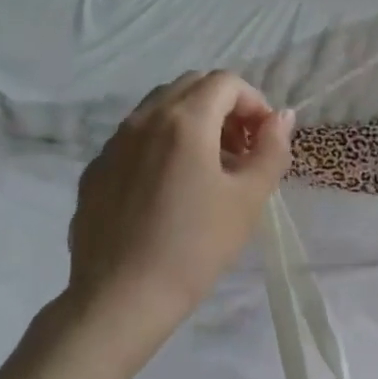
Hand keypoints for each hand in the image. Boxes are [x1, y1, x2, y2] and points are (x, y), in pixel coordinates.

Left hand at [62, 71, 293, 346]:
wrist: (122, 296)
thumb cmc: (196, 246)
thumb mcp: (248, 199)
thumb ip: (271, 149)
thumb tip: (282, 117)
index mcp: (184, 121)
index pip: (225, 82)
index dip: (254, 103)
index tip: (264, 140)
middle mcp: (143, 119)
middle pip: (190, 87)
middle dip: (224, 108)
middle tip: (242, 151)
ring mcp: (112, 144)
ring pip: (159, 110)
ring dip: (193, 124)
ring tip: (209, 171)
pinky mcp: (95, 171)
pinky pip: (135, 140)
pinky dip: (162, 146)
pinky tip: (170, 192)